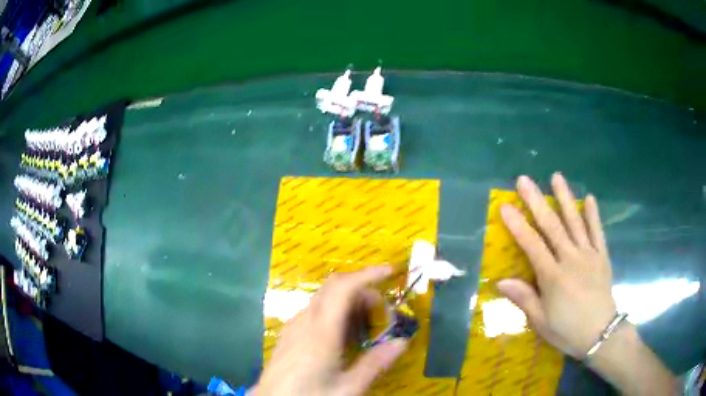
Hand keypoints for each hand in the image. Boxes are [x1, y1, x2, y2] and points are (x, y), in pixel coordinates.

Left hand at [256, 266, 407, 395]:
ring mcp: (294, 325)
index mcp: (321, 331)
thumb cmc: (310, 395)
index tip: (390, 272)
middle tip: (384, 314)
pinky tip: (342, 338)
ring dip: (349, 303)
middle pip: (334, 288)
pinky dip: (335, 313)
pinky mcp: (289, 333)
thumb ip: (375, 363)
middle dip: (363, 291)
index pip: (344, 288)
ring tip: (366, 329)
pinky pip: (315, 312)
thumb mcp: (348, 387)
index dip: (368, 274)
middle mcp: (305, 320)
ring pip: (324, 299)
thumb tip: (402, 342)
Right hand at [497, 173, 616, 357]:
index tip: (505, 206)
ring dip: (565, 198)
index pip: (532, 245)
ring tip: (556, 177)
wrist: (600, 333)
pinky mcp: (602, 256)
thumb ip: (524, 298)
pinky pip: (597, 232)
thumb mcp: (541, 321)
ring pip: (575, 222)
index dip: (518, 225)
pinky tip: (589, 198)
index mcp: (553, 276)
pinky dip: (593, 215)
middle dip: (537, 201)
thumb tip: (501, 282)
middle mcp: (571, 259)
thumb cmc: (567, 330)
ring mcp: (589, 255)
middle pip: (552, 226)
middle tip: (524, 180)